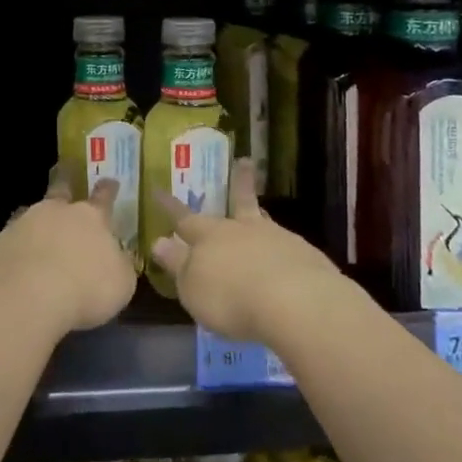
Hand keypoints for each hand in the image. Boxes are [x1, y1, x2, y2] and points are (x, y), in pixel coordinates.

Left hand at [0, 172, 136, 334]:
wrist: (27, 296)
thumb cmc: (86, 289)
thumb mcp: (121, 283)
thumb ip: (119, 265)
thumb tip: (117, 258)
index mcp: (91, 218)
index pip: (103, 197)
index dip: (108, 189)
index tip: (110, 180)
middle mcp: (55, 212)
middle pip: (60, 189)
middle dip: (64, 180)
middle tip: (63, 169)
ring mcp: (21, 224)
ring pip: (29, 214)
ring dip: (34, 221)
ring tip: (34, 229)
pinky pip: (6, 246)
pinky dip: (10, 253)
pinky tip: (10, 269)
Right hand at [150, 159, 339, 343]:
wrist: (294, 301)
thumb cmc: (230, 297)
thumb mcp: (192, 287)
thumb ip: (177, 264)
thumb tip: (159, 241)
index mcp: (209, 236)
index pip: (184, 218)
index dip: (170, 207)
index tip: (158, 190)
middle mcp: (241, 230)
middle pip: (237, 202)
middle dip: (237, 184)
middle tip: (244, 161)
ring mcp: (276, 238)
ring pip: (263, 221)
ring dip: (259, 214)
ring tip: (260, 210)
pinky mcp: (303, 256)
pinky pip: (287, 246)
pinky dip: (282, 249)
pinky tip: (285, 259)